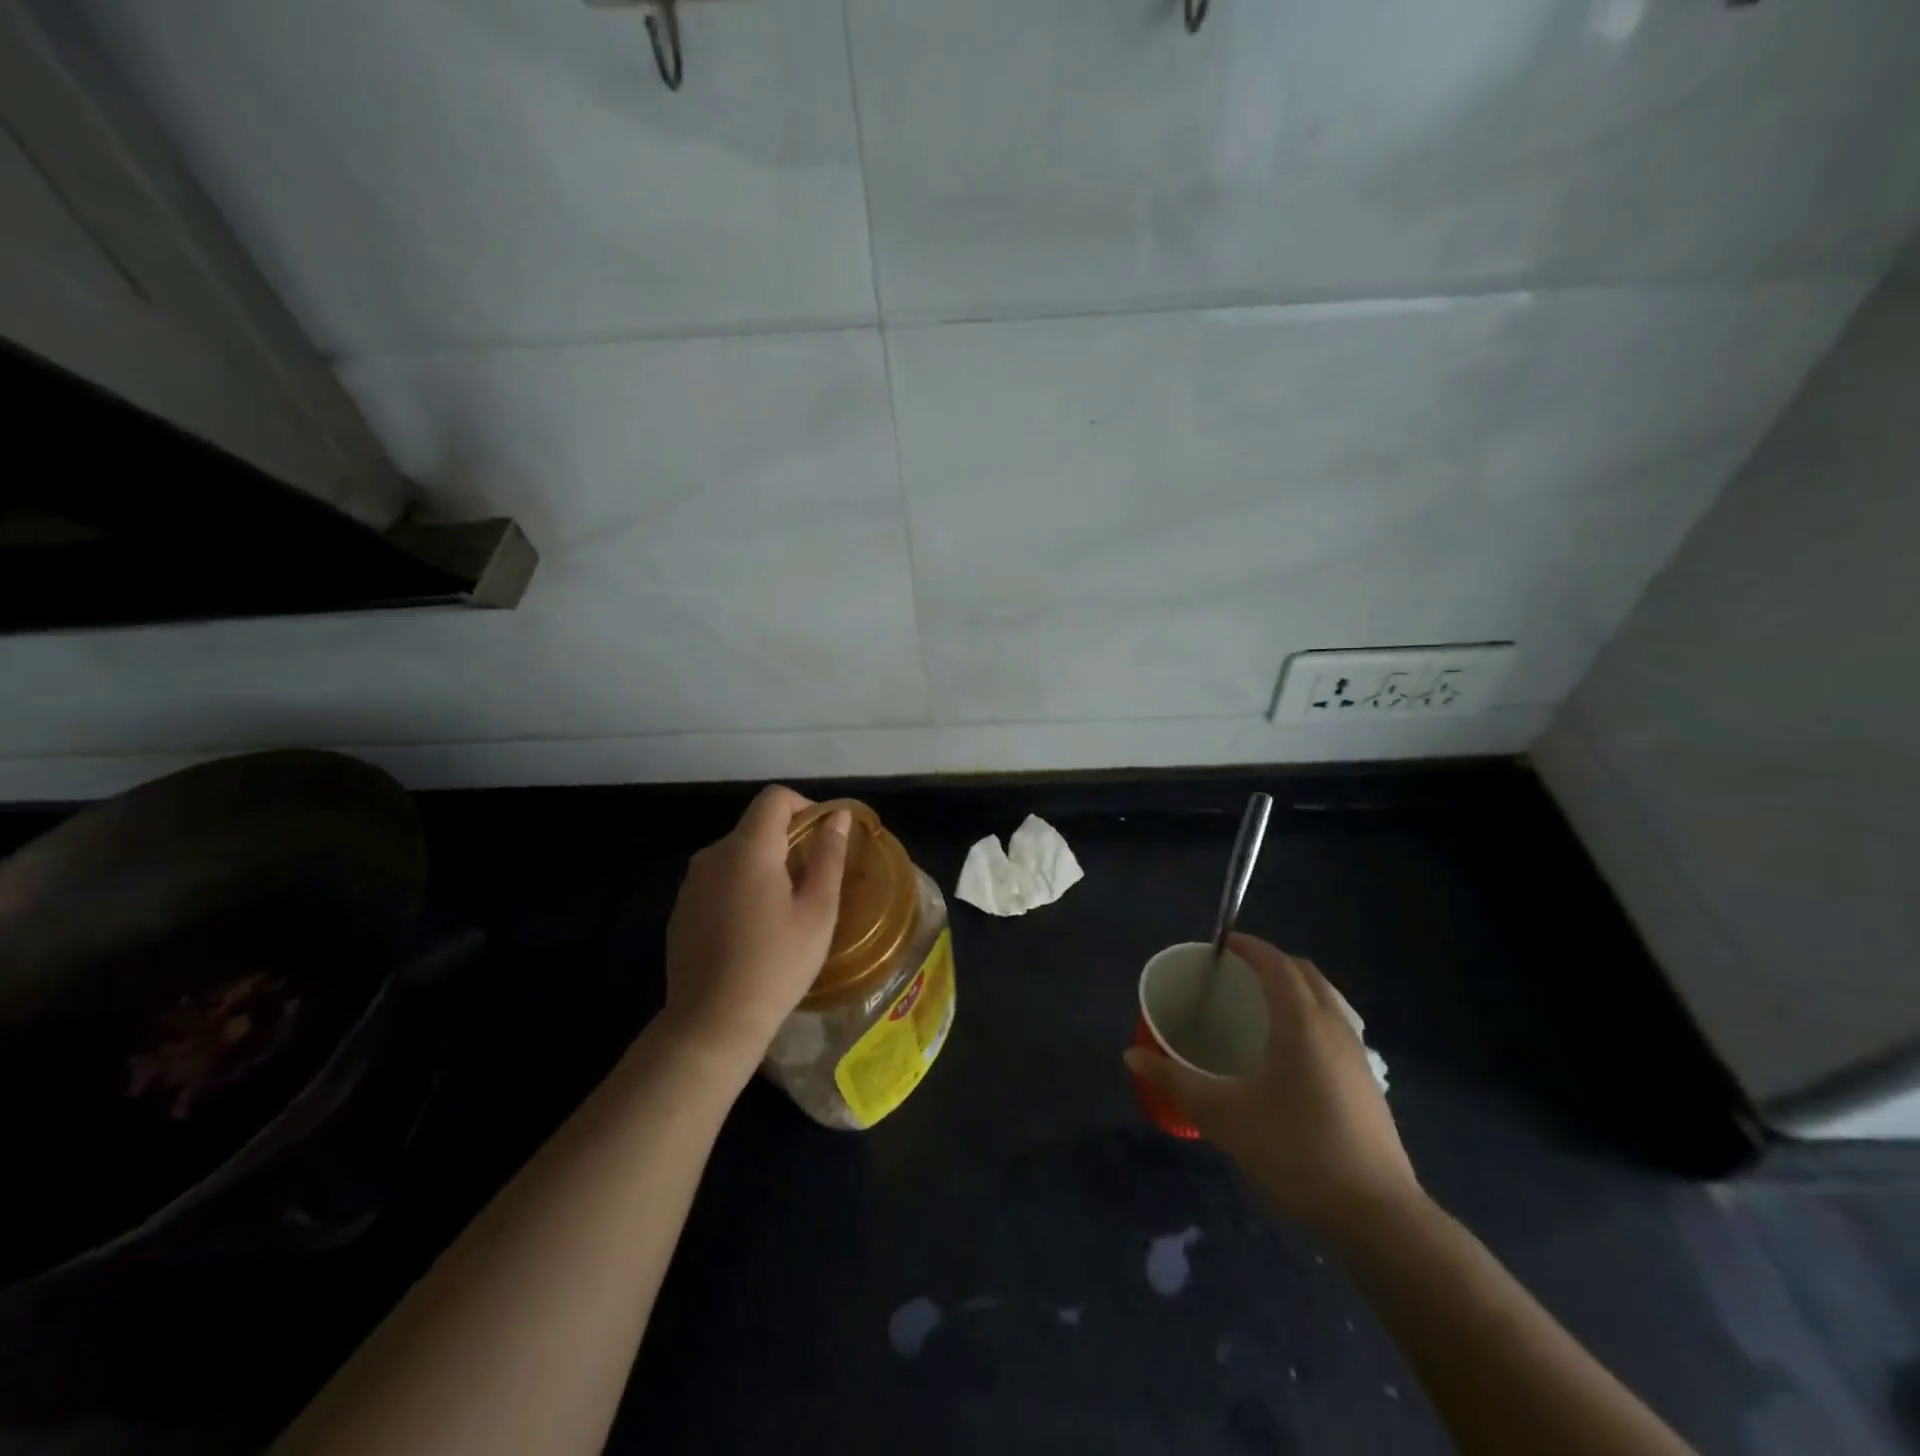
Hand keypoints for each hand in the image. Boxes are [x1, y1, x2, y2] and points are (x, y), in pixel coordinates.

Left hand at [661, 785, 849, 1073]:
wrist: (712, 1022)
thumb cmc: (777, 964)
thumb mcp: (818, 911)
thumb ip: (829, 856)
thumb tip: (837, 817)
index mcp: (748, 849)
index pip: (774, 798)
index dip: (805, 807)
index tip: (824, 838)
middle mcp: (713, 855)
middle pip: (756, 826)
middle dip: (788, 840)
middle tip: (813, 881)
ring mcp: (692, 883)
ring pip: (737, 853)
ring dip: (765, 865)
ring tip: (786, 909)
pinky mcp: (682, 909)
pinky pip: (718, 879)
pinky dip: (741, 886)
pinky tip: (753, 929)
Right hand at [1125, 933, 1422, 1245]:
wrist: (1377, 1218)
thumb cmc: (1296, 1152)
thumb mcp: (1223, 1117)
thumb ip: (1174, 1082)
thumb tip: (1132, 1055)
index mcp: (1302, 1023)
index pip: (1277, 964)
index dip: (1250, 946)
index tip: (1221, 945)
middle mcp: (1334, 1028)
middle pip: (1305, 974)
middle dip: (1271, 962)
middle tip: (1235, 972)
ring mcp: (1357, 1056)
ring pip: (1325, 1000)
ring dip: (1294, 988)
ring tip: (1258, 1006)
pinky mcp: (1367, 1084)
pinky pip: (1334, 1026)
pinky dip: (1309, 1016)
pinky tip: (1287, 1053)